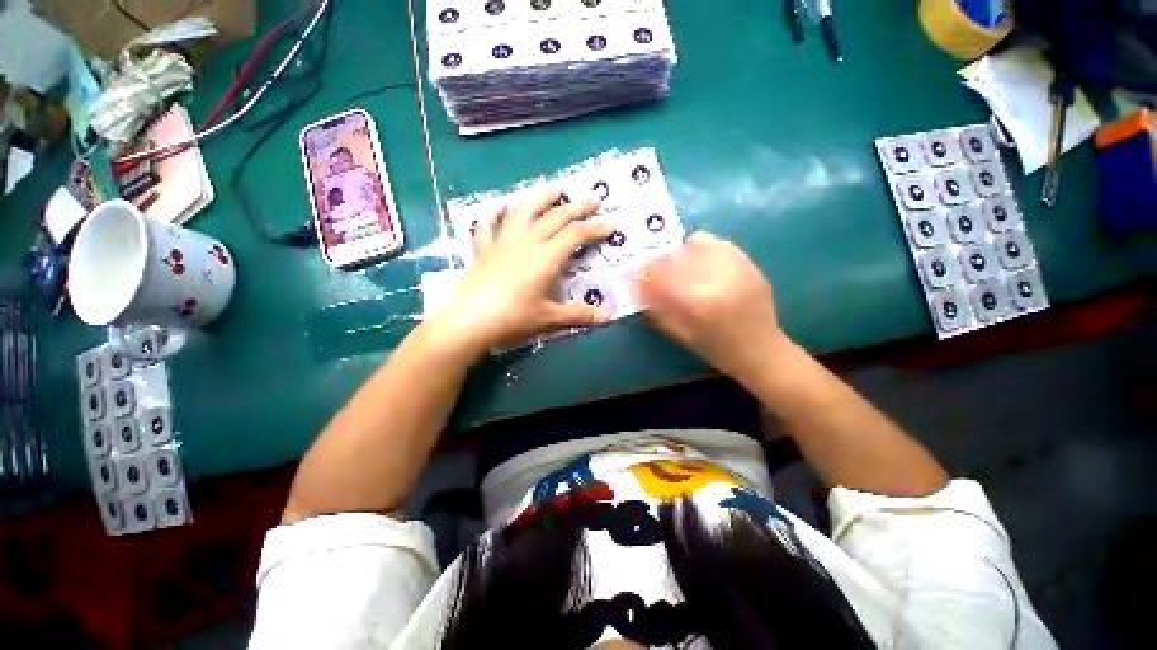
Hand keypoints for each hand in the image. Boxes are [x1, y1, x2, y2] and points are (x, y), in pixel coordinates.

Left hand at [426, 188, 613, 355]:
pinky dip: (495, 213)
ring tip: (555, 189)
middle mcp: (527, 242)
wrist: (470, 320)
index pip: (576, 235)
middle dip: (577, 207)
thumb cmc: (513, 318)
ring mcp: (504, 242)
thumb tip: (608, 317)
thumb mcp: (549, 317)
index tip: (610, 226)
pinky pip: (489, 225)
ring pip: (525, 211)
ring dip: (542, 198)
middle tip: (593, 199)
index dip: (594, 229)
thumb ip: (578, 314)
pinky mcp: (484, 248)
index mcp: (546, 257)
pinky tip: (501, 205)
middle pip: (555, 217)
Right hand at [640, 231, 792, 386]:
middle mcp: (716, 277)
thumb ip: (658, 308)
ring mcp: (735, 265)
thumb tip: (642, 285)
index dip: (647, 273)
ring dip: (682, 252)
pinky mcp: (748, 262)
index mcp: (697, 300)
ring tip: (682, 266)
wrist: (760, 348)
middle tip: (659, 271)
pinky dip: (704, 250)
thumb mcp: (679, 333)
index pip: (661, 274)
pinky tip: (703, 264)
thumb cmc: (715, 348)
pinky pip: (718, 244)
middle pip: (676, 255)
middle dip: (662, 262)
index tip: (641, 277)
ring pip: (697, 242)